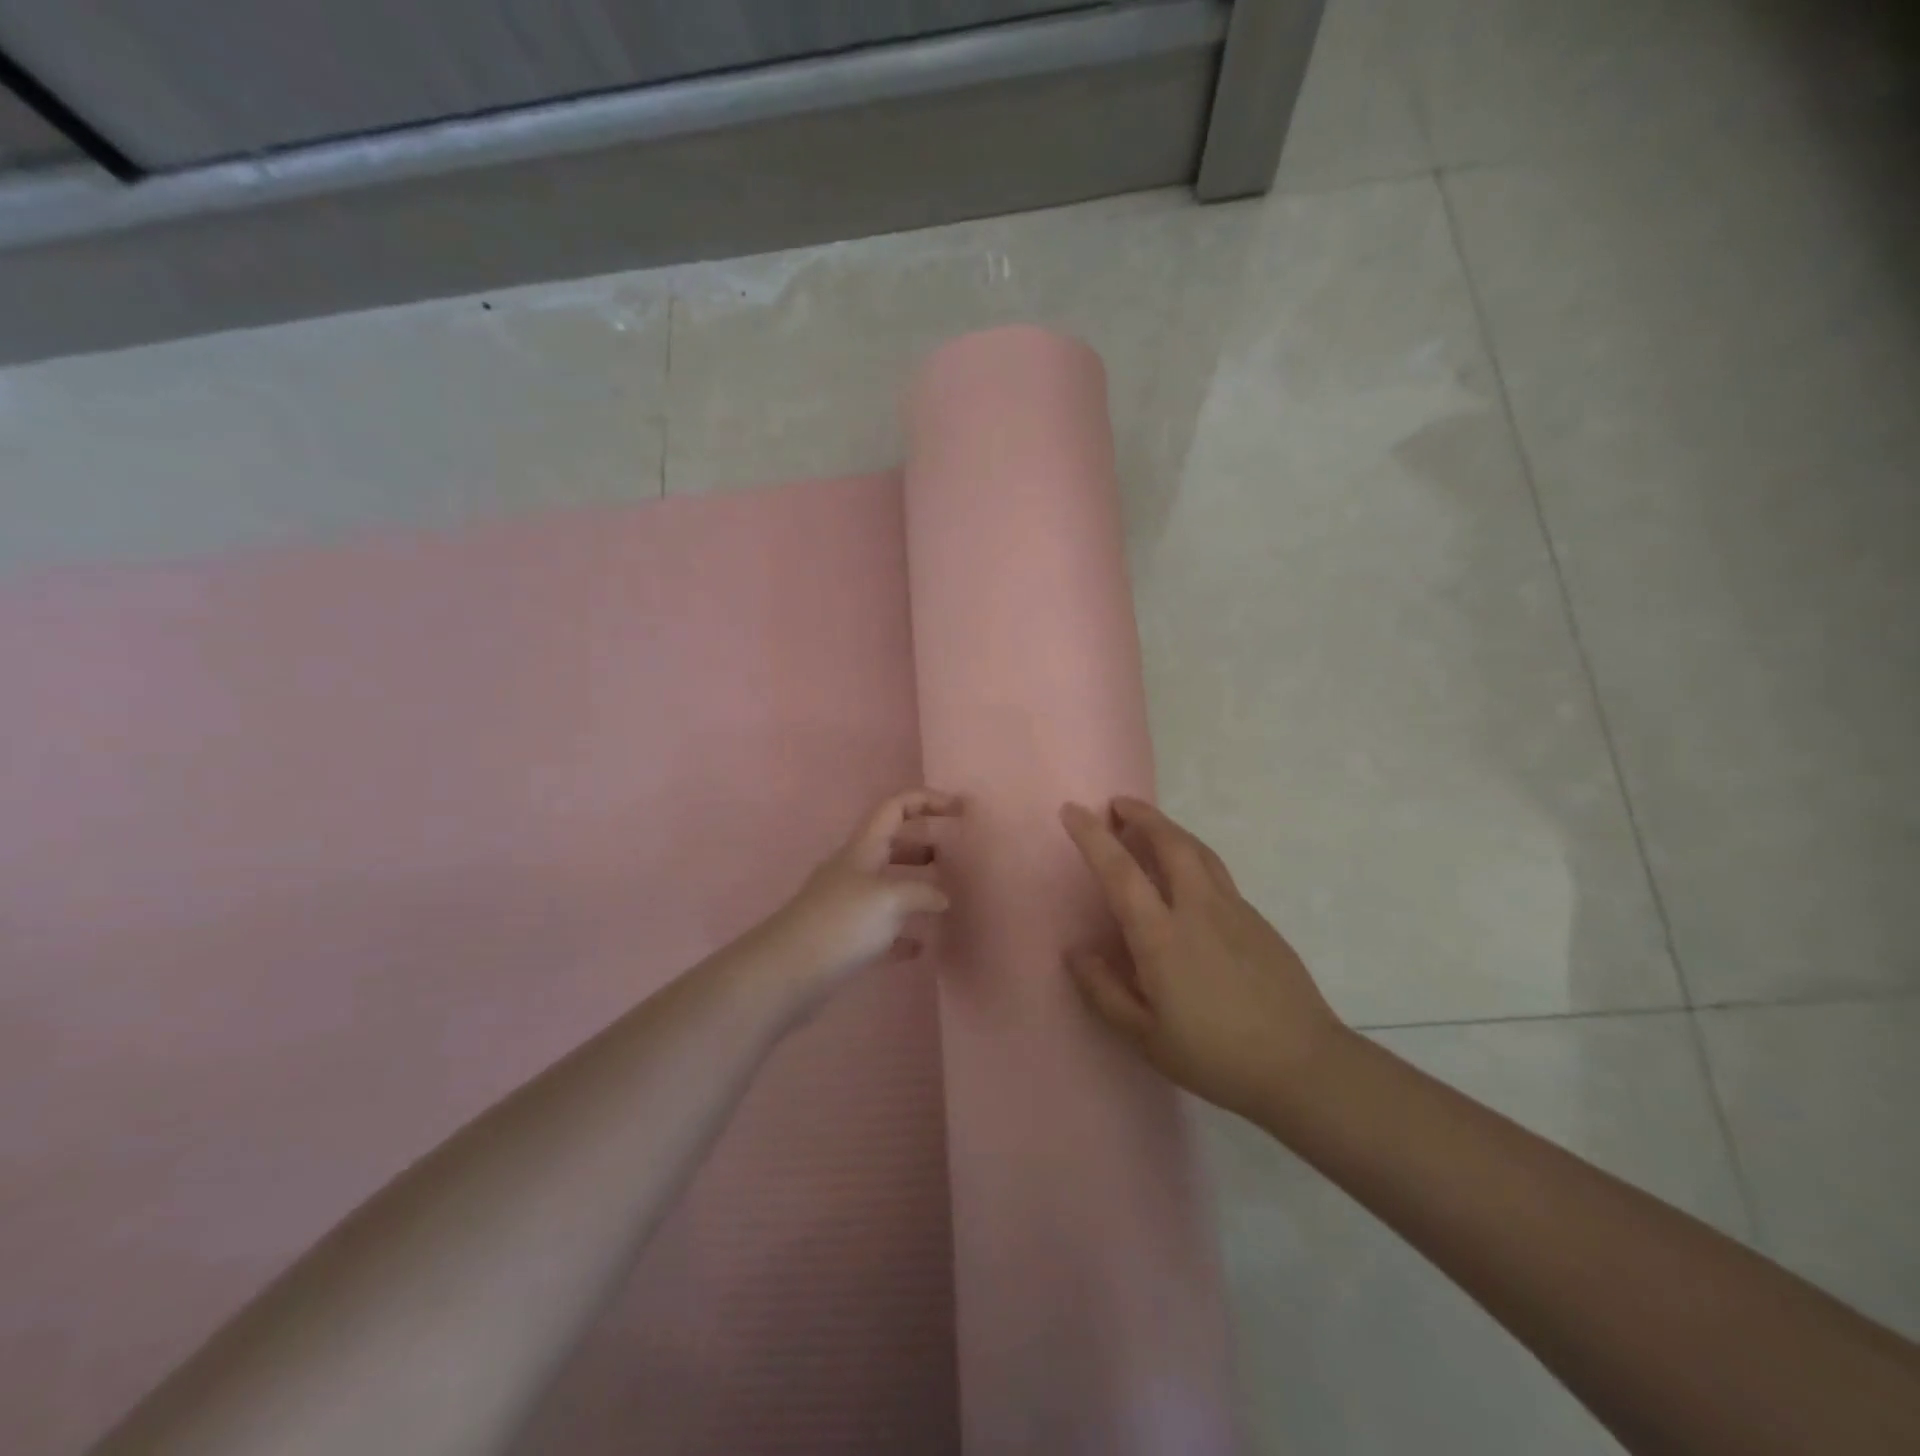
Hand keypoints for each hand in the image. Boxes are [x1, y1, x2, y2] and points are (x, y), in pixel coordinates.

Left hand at [757, 789, 960, 1005]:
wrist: (786, 973)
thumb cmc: (841, 923)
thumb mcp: (889, 899)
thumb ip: (923, 892)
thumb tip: (942, 898)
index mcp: (864, 849)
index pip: (895, 807)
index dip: (927, 800)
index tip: (959, 809)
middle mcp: (854, 870)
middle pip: (892, 844)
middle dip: (923, 845)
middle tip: (954, 857)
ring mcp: (847, 904)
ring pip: (887, 885)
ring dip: (914, 886)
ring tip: (944, 899)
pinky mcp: (843, 938)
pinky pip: (880, 929)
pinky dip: (902, 932)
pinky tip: (920, 946)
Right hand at [1060, 797, 1347, 1122]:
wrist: (1303, 1066)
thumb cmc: (1215, 1056)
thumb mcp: (1145, 1037)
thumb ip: (1104, 991)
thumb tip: (1076, 952)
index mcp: (1162, 936)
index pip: (1120, 871)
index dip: (1092, 837)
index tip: (1072, 810)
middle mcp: (1197, 909)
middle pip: (1170, 842)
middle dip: (1141, 815)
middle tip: (1117, 804)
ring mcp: (1234, 910)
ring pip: (1198, 851)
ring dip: (1169, 829)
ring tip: (1149, 826)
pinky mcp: (1257, 920)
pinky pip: (1216, 873)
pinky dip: (1192, 855)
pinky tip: (1186, 877)